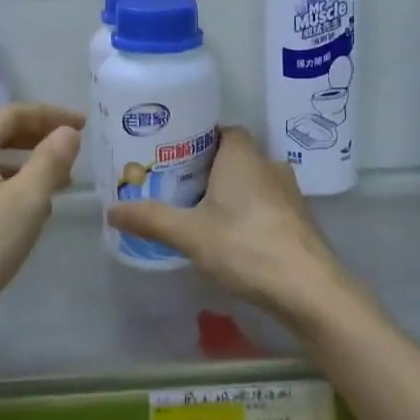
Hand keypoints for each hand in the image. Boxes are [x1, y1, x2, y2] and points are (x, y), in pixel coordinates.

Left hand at [0, 103, 82, 348]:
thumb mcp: (26, 202)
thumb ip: (51, 161)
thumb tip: (67, 132)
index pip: (13, 114)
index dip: (51, 115)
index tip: (83, 126)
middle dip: (39, 139)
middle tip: (73, 150)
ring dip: (27, 166)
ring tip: (59, 184)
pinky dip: (11, 189)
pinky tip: (29, 215)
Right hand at [107, 126, 357, 331]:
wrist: (309, 289)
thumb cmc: (246, 246)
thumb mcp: (190, 234)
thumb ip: (151, 219)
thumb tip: (110, 210)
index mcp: (242, 156)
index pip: (222, 130)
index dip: (198, 138)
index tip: (173, 154)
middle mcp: (268, 165)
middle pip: (234, 156)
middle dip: (207, 169)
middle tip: (176, 186)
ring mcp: (289, 193)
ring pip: (251, 181)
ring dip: (229, 192)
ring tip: (199, 212)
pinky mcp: (299, 220)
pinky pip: (265, 204)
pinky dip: (247, 212)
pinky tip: (231, 236)